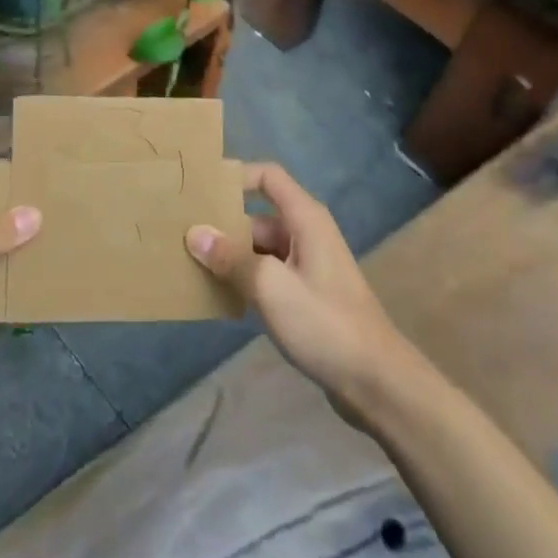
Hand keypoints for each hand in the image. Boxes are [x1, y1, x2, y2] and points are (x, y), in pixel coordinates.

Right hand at [186, 164, 411, 416]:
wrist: (376, 380)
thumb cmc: (324, 322)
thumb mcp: (272, 287)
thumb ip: (232, 258)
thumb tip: (194, 233)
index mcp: (305, 218)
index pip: (267, 177)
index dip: (236, 177)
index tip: (201, 192)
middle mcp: (306, 233)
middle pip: (257, 216)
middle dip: (223, 225)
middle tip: (182, 236)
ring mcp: (307, 265)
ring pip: (259, 248)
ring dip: (230, 256)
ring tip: (190, 265)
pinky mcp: (306, 294)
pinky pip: (267, 274)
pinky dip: (244, 279)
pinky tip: (218, 296)